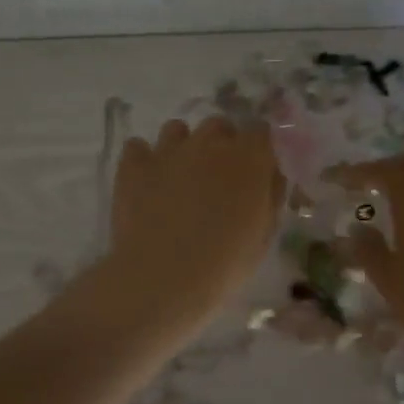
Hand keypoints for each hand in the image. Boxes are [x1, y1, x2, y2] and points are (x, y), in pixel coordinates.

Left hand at [105, 116, 284, 332]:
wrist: (162, 277)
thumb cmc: (223, 263)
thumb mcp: (263, 236)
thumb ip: (269, 197)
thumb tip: (269, 177)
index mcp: (247, 159)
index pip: (261, 132)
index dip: (258, 150)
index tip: (256, 170)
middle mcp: (209, 143)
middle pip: (218, 126)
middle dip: (221, 145)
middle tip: (218, 179)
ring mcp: (168, 150)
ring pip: (177, 130)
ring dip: (183, 147)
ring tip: (180, 179)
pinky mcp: (134, 165)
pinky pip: (138, 147)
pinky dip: (143, 160)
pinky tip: (146, 183)